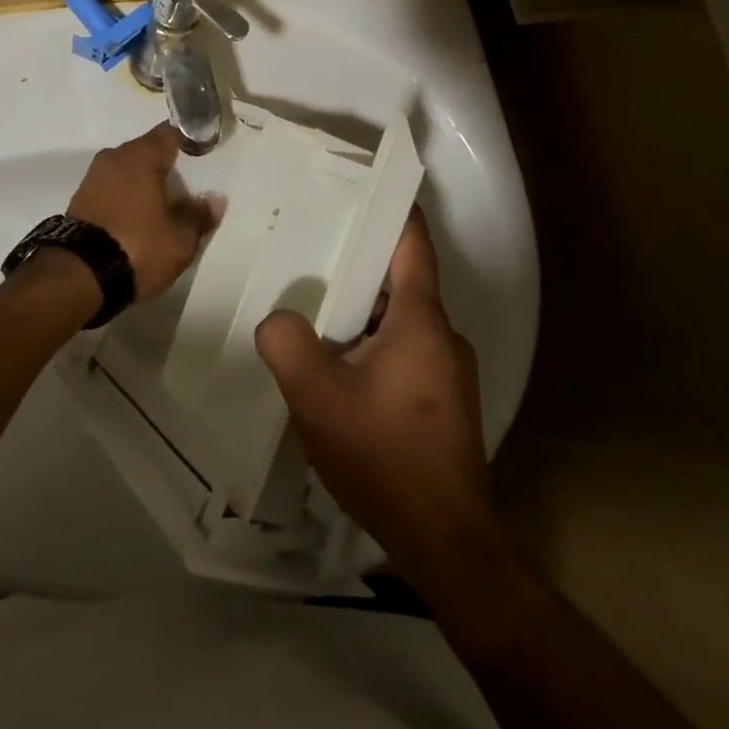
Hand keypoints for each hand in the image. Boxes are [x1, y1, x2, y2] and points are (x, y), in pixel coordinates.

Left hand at [67, 123, 217, 300]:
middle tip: (187, 187)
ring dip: (144, 184)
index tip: (203, 154)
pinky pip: (112, 189)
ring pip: (127, 171)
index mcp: (140, 157)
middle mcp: (114, 158)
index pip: (170, 133)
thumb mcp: (180, 239)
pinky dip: (126, 197)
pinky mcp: (79, 200)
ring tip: (164, 206)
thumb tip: (214, 200)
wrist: (79, 276)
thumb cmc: (137, 248)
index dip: (189, 140)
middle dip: (166, 166)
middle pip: (146, 152)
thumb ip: (198, 216)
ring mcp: (93, 178)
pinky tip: (139, 218)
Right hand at [254, 210, 489, 577]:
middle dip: (359, 265)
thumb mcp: (317, 398)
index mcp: (421, 321)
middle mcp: (444, 337)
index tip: (362, 188)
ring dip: (362, 313)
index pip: (412, 246)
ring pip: (400, 322)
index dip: (392, 211)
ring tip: (314, 313)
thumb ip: (287, 345)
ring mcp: (449, 373)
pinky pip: (405, 354)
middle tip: (310, 253)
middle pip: (401, 282)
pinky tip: (339, 370)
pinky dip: (373, 345)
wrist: (444, 539)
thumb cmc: (384, 456)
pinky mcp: (444, 403)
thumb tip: (278, 320)